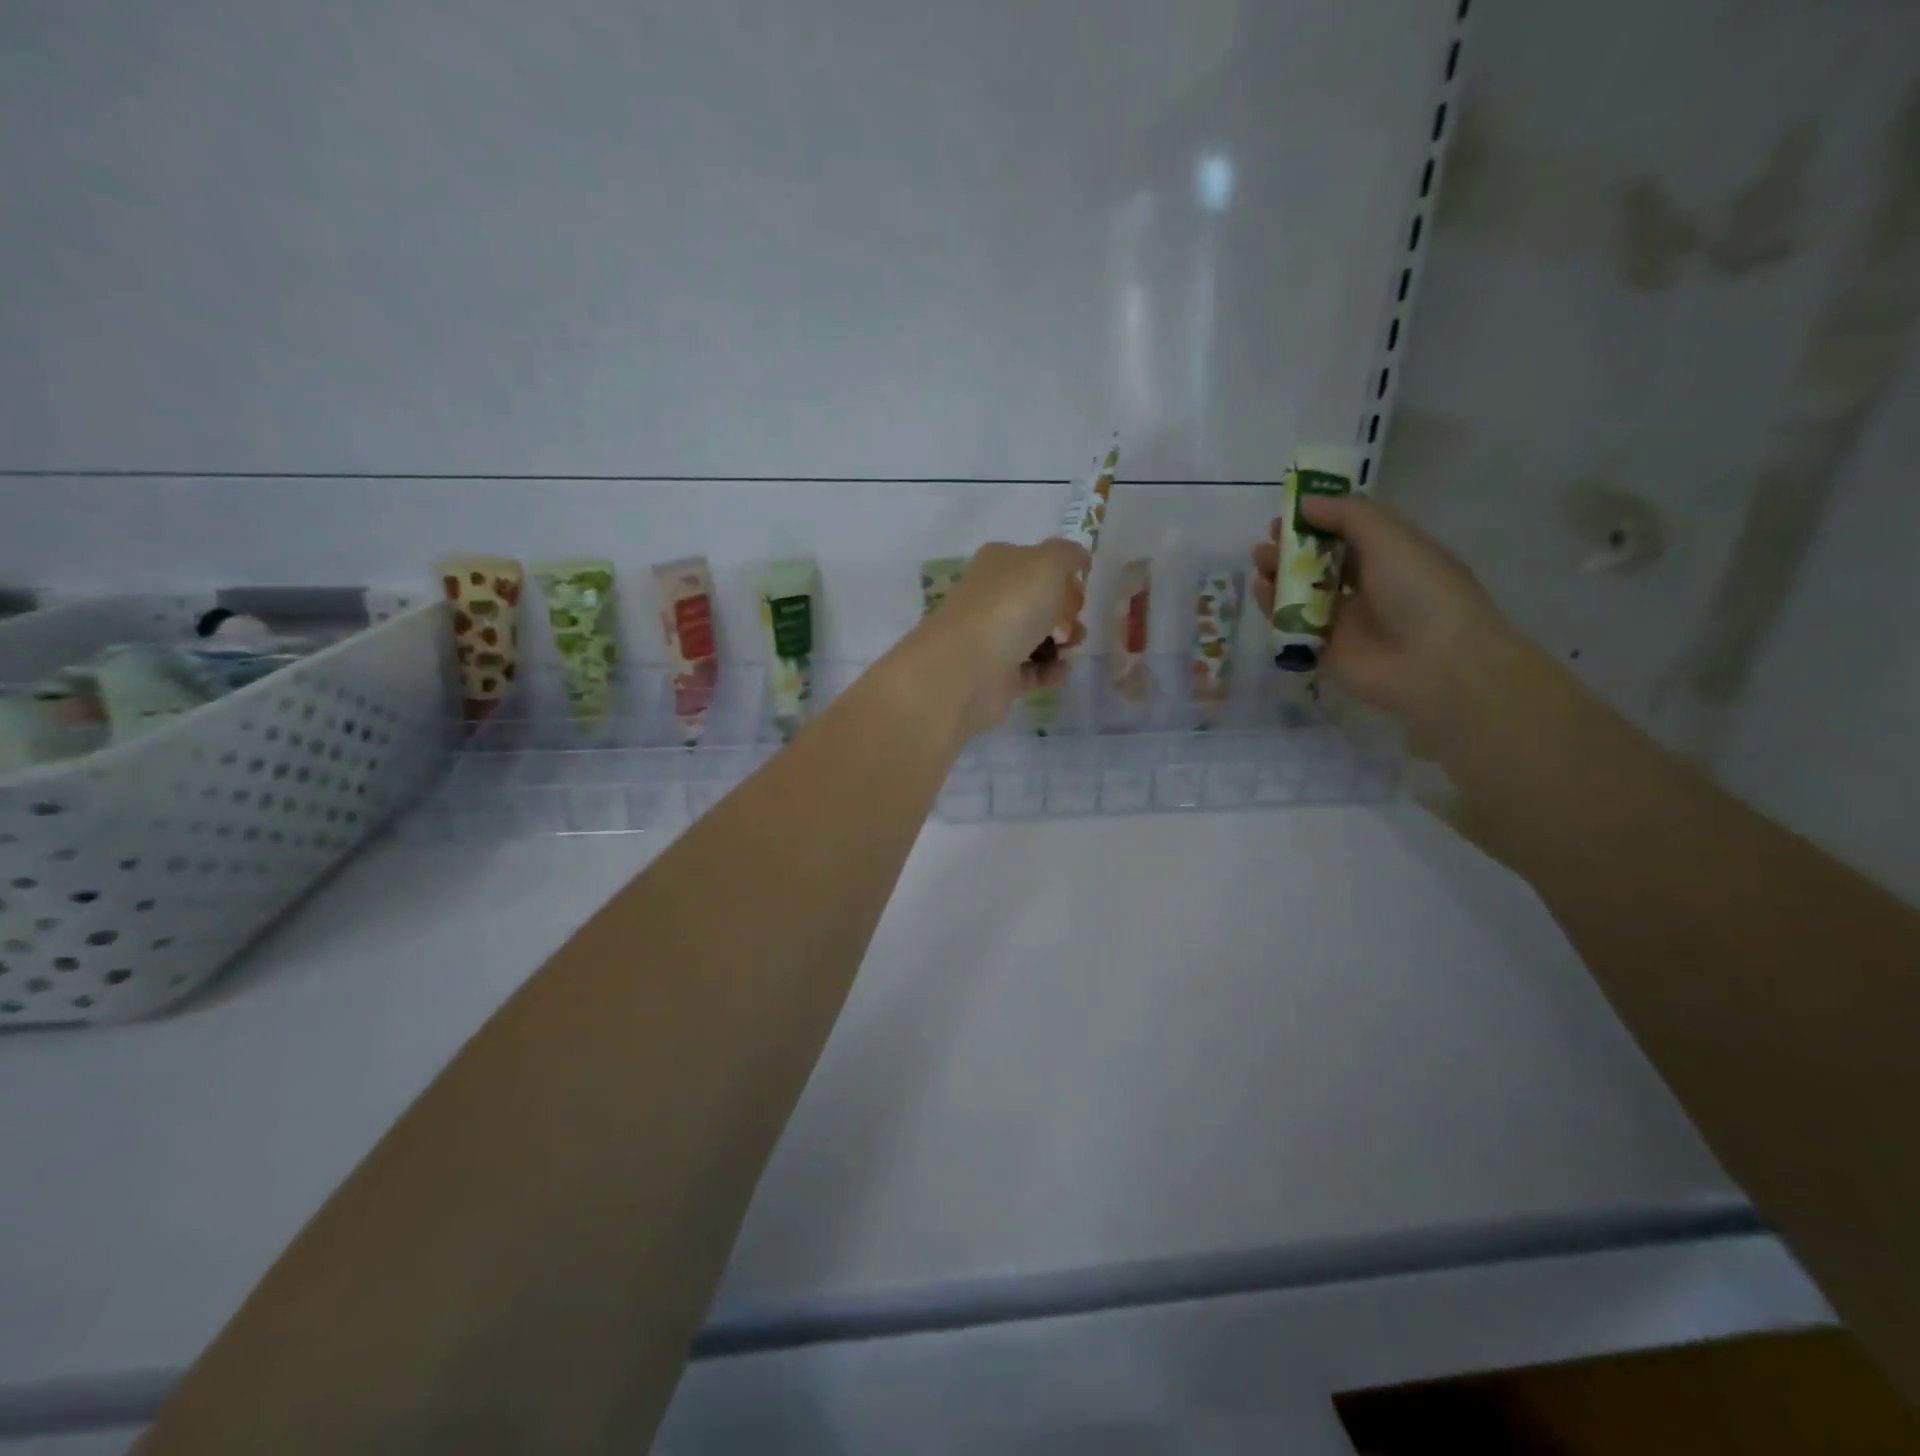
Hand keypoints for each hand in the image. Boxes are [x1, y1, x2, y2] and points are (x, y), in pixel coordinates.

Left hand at [910, 539, 1089, 737]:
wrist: (969, 667)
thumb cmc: (1011, 605)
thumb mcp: (1049, 561)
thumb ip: (1068, 554)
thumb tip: (1078, 560)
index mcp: (999, 563)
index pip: (1037, 563)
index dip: (1064, 575)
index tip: (1079, 589)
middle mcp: (992, 598)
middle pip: (1040, 602)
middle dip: (1066, 611)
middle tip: (1070, 623)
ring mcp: (992, 638)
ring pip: (1037, 637)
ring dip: (1063, 642)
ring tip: (1070, 648)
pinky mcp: (996, 676)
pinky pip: (1032, 671)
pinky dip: (1050, 671)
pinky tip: (1061, 670)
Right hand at [1252, 495, 1510, 732]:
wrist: (1436, 664)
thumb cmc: (1420, 590)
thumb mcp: (1390, 537)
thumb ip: (1347, 515)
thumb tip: (1305, 502)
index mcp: (1391, 554)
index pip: (1349, 531)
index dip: (1319, 519)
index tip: (1289, 511)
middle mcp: (1368, 585)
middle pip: (1320, 561)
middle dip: (1292, 547)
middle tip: (1269, 540)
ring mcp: (1344, 619)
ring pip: (1302, 592)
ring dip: (1280, 574)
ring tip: (1261, 562)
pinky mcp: (1324, 649)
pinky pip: (1293, 624)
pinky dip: (1275, 607)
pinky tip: (1263, 590)